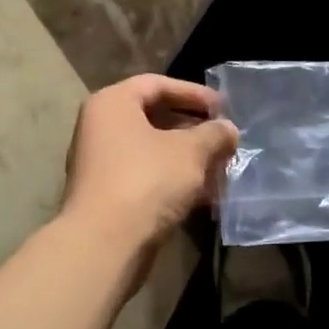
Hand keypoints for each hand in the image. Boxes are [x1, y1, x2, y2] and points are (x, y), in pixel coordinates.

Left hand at [61, 75, 238, 274]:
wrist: (106, 244)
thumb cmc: (148, 181)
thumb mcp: (191, 151)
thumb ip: (214, 134)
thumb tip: (228, 130)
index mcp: (113, 104)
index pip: (157, 84)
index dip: (194, 93)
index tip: (224, 108)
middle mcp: (100, 128)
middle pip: (154, 118)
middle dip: (194, 130)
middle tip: (224, 140)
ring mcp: (100, 164)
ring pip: (152, 151)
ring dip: (187, 159)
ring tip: (220, 170)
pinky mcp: (107, 196)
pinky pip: (146, 177)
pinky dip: (174, 181)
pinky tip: (204, 197)